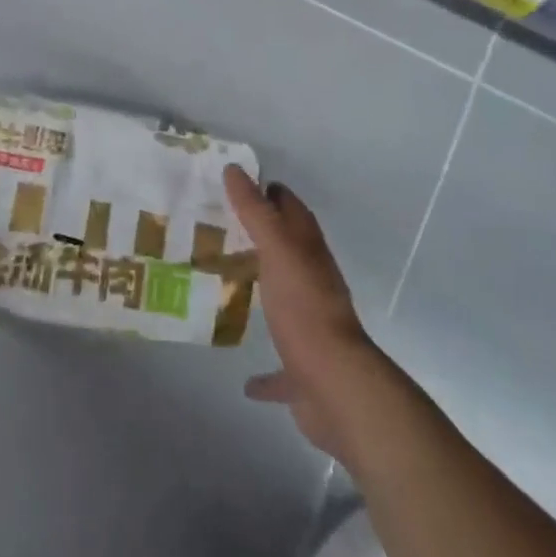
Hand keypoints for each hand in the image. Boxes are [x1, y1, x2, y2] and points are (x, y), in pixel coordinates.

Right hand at [225, 164, 384, 461]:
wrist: (336, 387)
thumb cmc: (304, 309)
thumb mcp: (277, 251)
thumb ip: (256, 212)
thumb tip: (234, 169)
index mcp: (308, 253)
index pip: (291, 209)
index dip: (268, 193)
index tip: (235, 185)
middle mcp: (313, 284)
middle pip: (287, 252)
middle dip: (259, 240)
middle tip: (219, 230)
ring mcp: (310, 328)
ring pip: (285, 302)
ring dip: (264, 295)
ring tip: (227, 288)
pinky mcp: (303, 370)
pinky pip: (281, 370)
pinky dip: (266, 375)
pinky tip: (246, 381)